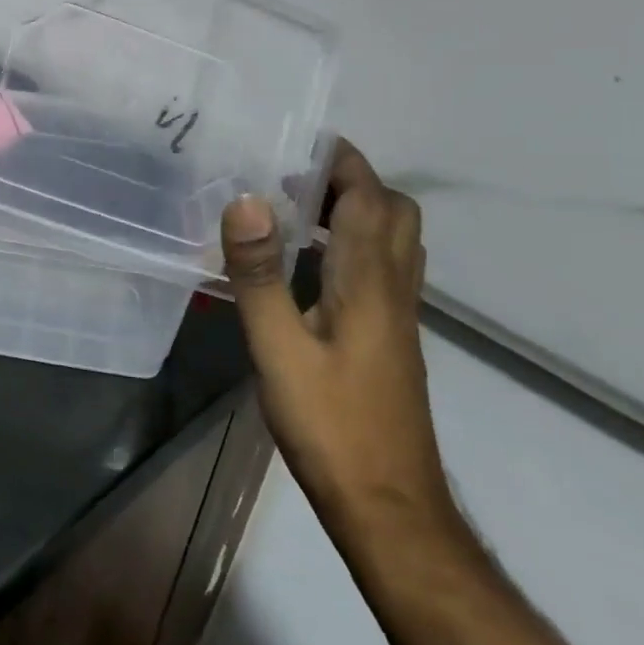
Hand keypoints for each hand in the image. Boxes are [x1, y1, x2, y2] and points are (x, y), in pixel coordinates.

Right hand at [221, 140, 456, 548]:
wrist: (389, 507)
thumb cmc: (330, 425)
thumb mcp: (278, 348)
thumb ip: (259, 273)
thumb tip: (245, 200)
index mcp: (369, 282)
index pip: (370, 199)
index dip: (343, 161)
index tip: (302, 137)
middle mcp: (394, 289)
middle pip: (394, 213)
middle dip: (352, 180)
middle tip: (294, 175)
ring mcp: (398, 317)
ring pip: (395, 241)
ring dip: (357, 210)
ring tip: (298, 209)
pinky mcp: (391, 339)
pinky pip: (384, 268)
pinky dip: (355, 244)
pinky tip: (312, 266)